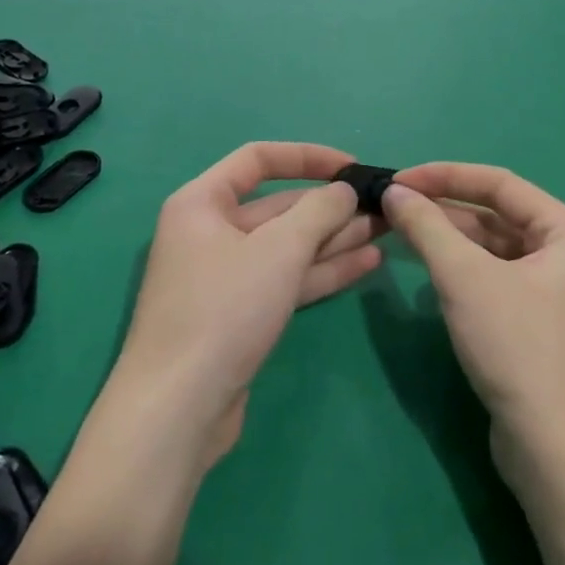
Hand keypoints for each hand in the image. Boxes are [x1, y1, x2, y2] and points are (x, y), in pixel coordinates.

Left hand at [113, 143, 383, 467]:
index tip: (352, 167)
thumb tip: (344, 190)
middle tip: (383, 208)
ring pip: (286, 246)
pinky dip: (321, 271)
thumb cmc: (224, 310)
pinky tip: (366, 264)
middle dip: (330, 206)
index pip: (258, 159)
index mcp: (201, 202)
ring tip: (386, 232)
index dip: (308, 157)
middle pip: (277, 206)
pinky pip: (285, 279)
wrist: (179, 407)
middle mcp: (209, 232)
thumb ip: (318, 212)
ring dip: (334, 239)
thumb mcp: (278, 251)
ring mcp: (224, 276)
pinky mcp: (239, 314)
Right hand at [382, 164, 564, 470]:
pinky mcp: (547, 327)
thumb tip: (395, 191)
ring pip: (498, 250)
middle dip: (446, 210)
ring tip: (404, 234)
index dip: (445, 176)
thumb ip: (427, 227)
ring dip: (453, 240)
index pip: (501, 184)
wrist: (559, 455)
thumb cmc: (518, 349)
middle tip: (396, 208)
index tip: (399, 179)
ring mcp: (564, 295)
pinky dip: (467, 271)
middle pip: (501, 216)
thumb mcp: (464, 279)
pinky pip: (501, 280)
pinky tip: (433, 273)